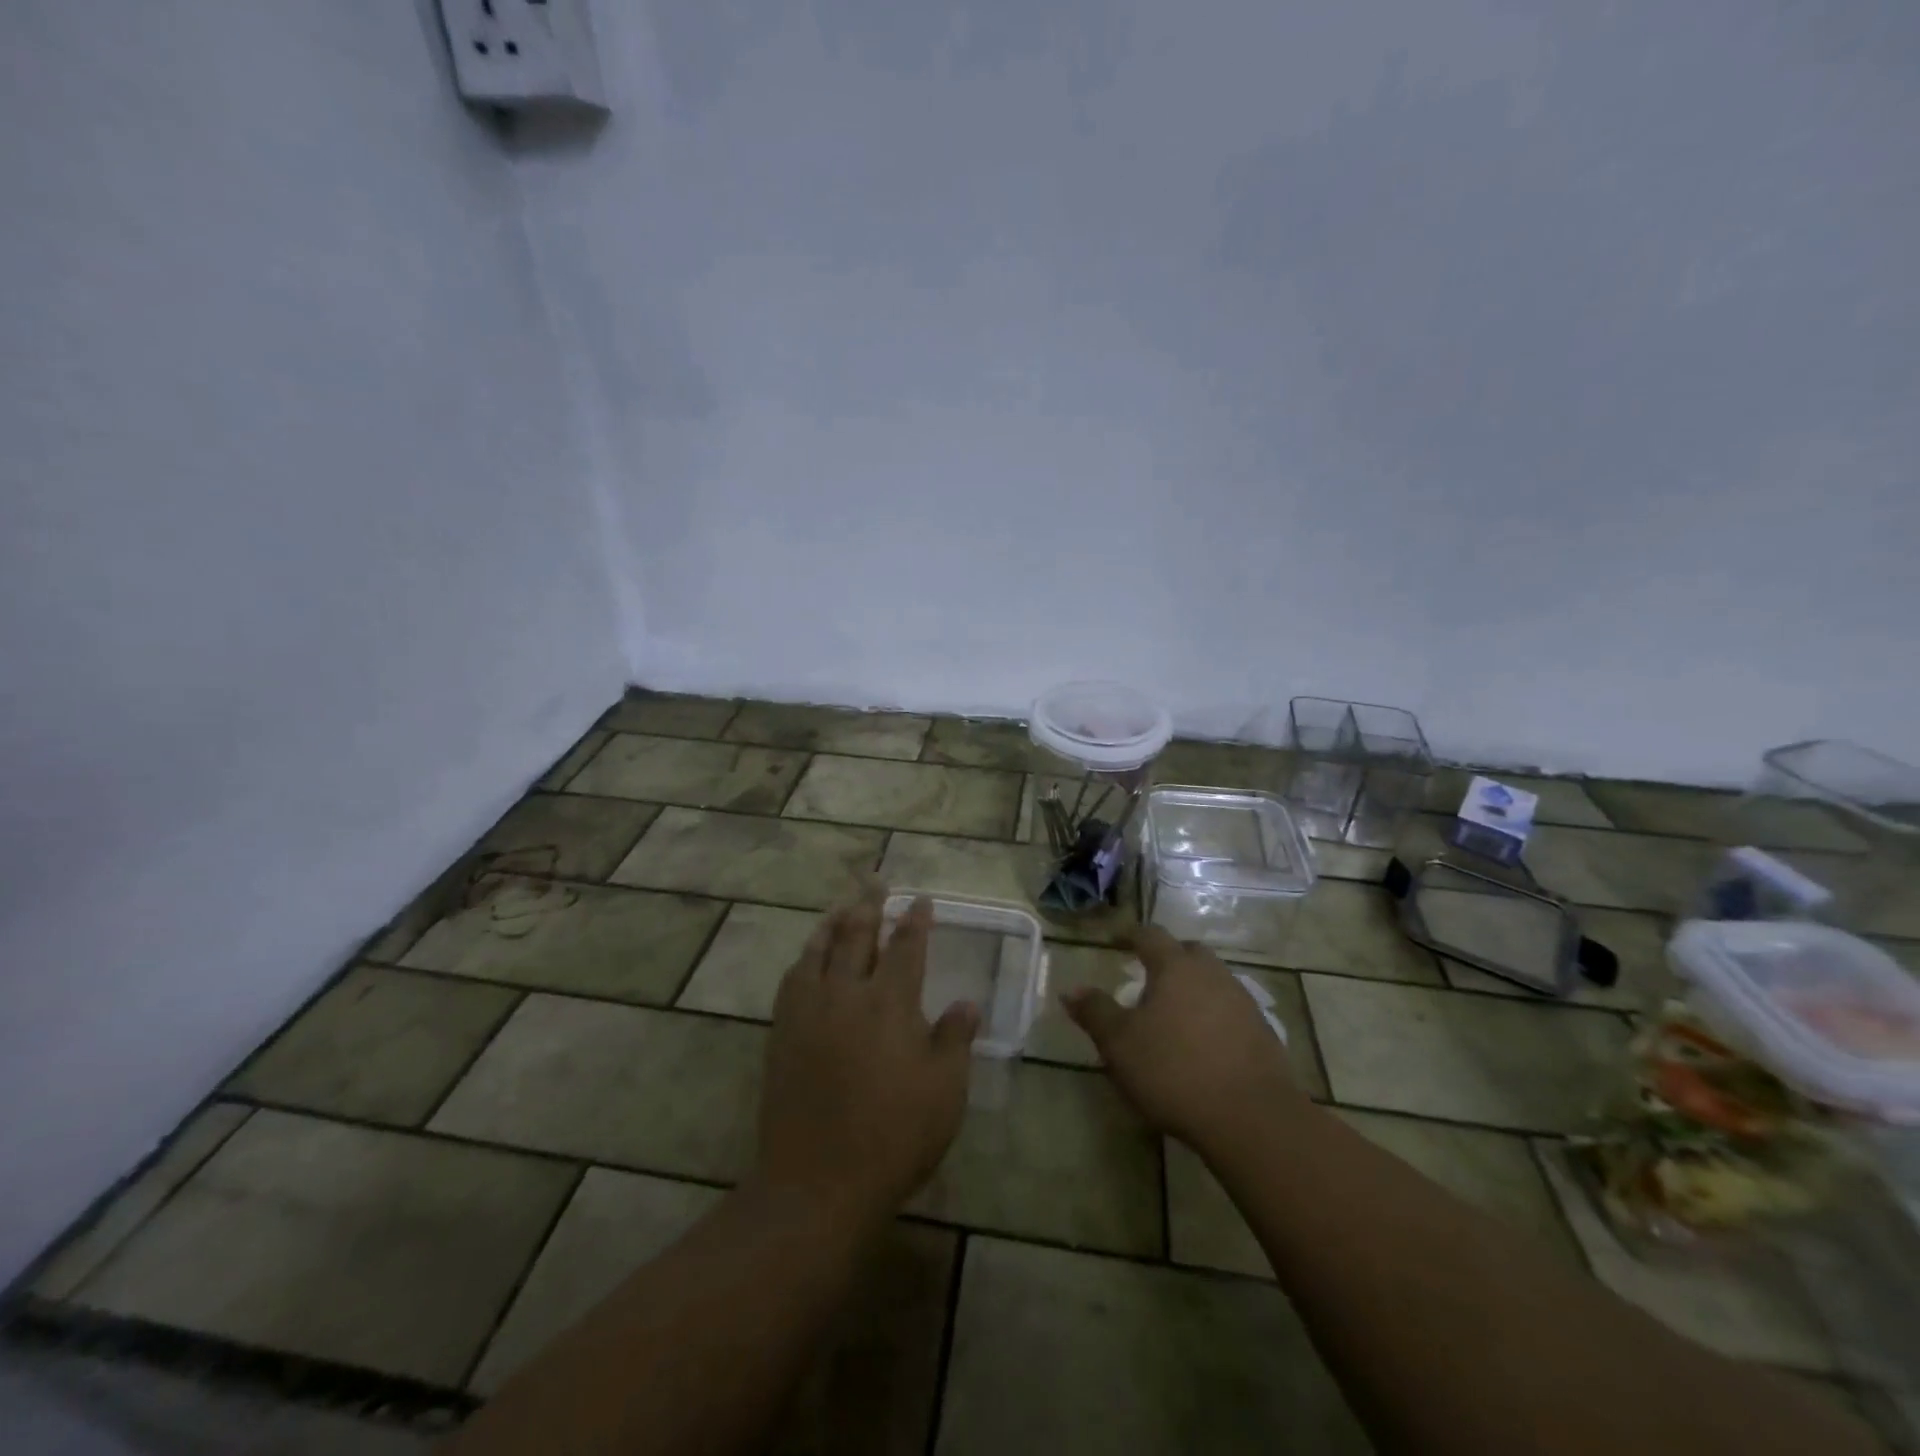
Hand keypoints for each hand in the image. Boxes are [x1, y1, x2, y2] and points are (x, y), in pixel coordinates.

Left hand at [754, 887, 978, 1228]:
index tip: (920, 900)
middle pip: (856, 937)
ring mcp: (809, 1012)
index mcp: (890, 1003)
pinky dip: (804, 958)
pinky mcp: (782, 1033)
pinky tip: (807, 959)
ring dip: (832, 924)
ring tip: (841, 906)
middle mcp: (847, 994)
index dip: (915, 921)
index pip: (905, 948)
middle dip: (869, 906)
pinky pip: (792, 980)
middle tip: (874, 882)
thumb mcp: (944, 1092)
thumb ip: (954, 1040)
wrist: (817, 1182)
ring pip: (819, 951)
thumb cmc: (894, 1137)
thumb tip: (967, 1003)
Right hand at [1062, 926, 1305, 1152]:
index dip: (1130, 935)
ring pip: (1213, 980)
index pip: (1150, 935)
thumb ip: (1095, 1012)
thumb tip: (1071, 989)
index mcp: (1175, 967)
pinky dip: (1213, 1015)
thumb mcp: (1120, 1044)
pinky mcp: (1263, 1032)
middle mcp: (1212, 974)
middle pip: (1188, 952)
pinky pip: (1231, 1009)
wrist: (1252, 1117)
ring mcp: (1242, 1001)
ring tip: (1174, 1012)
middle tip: (1148, 976)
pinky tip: (1203, 1042)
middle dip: (1168, 957)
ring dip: (1193, 987)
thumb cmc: (1174, 1070)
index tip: (1116, 941)